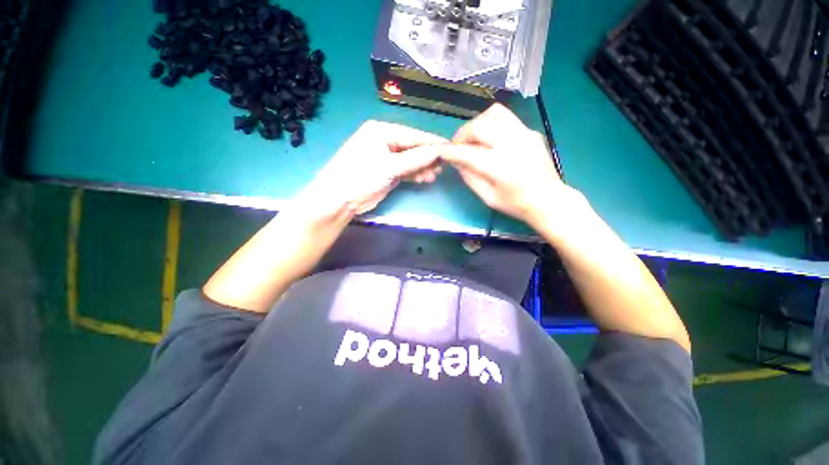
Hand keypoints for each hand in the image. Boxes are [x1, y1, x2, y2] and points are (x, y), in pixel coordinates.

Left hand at [297, 121, 445, 219]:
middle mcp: (385, 141)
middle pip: (413, 147)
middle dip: (428, 157)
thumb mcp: (389, 166)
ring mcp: (386, 157)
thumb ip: (415, 159)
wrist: (340, 199)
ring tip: (434, 175)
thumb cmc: (361, 176)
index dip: (432, 142)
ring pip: (411, 160)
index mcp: (382, 131)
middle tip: (443, 167)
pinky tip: (425, 179)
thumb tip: (438, 151)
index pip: (413, 135)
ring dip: (423, 167)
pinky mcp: (387, 172)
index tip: (450, 149)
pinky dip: (415, 174)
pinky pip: (406, 170)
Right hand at [439, 104, 569, 226]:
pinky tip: (489, 137)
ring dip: (477, 124)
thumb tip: (457, 162)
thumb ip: (470, 178)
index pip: (468, 153)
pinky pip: (506, 118)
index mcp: (500, 167)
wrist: (549, 200)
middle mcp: (512, 145)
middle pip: (479, 127)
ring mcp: (524, 134)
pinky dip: (491, 123)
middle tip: (457, 146)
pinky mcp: (530, 131)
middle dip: (461, 135)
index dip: (451, 152)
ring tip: (472, 137)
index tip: (442, 152)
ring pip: (493, 114)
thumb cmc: (516, 204)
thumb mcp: (488, 197)